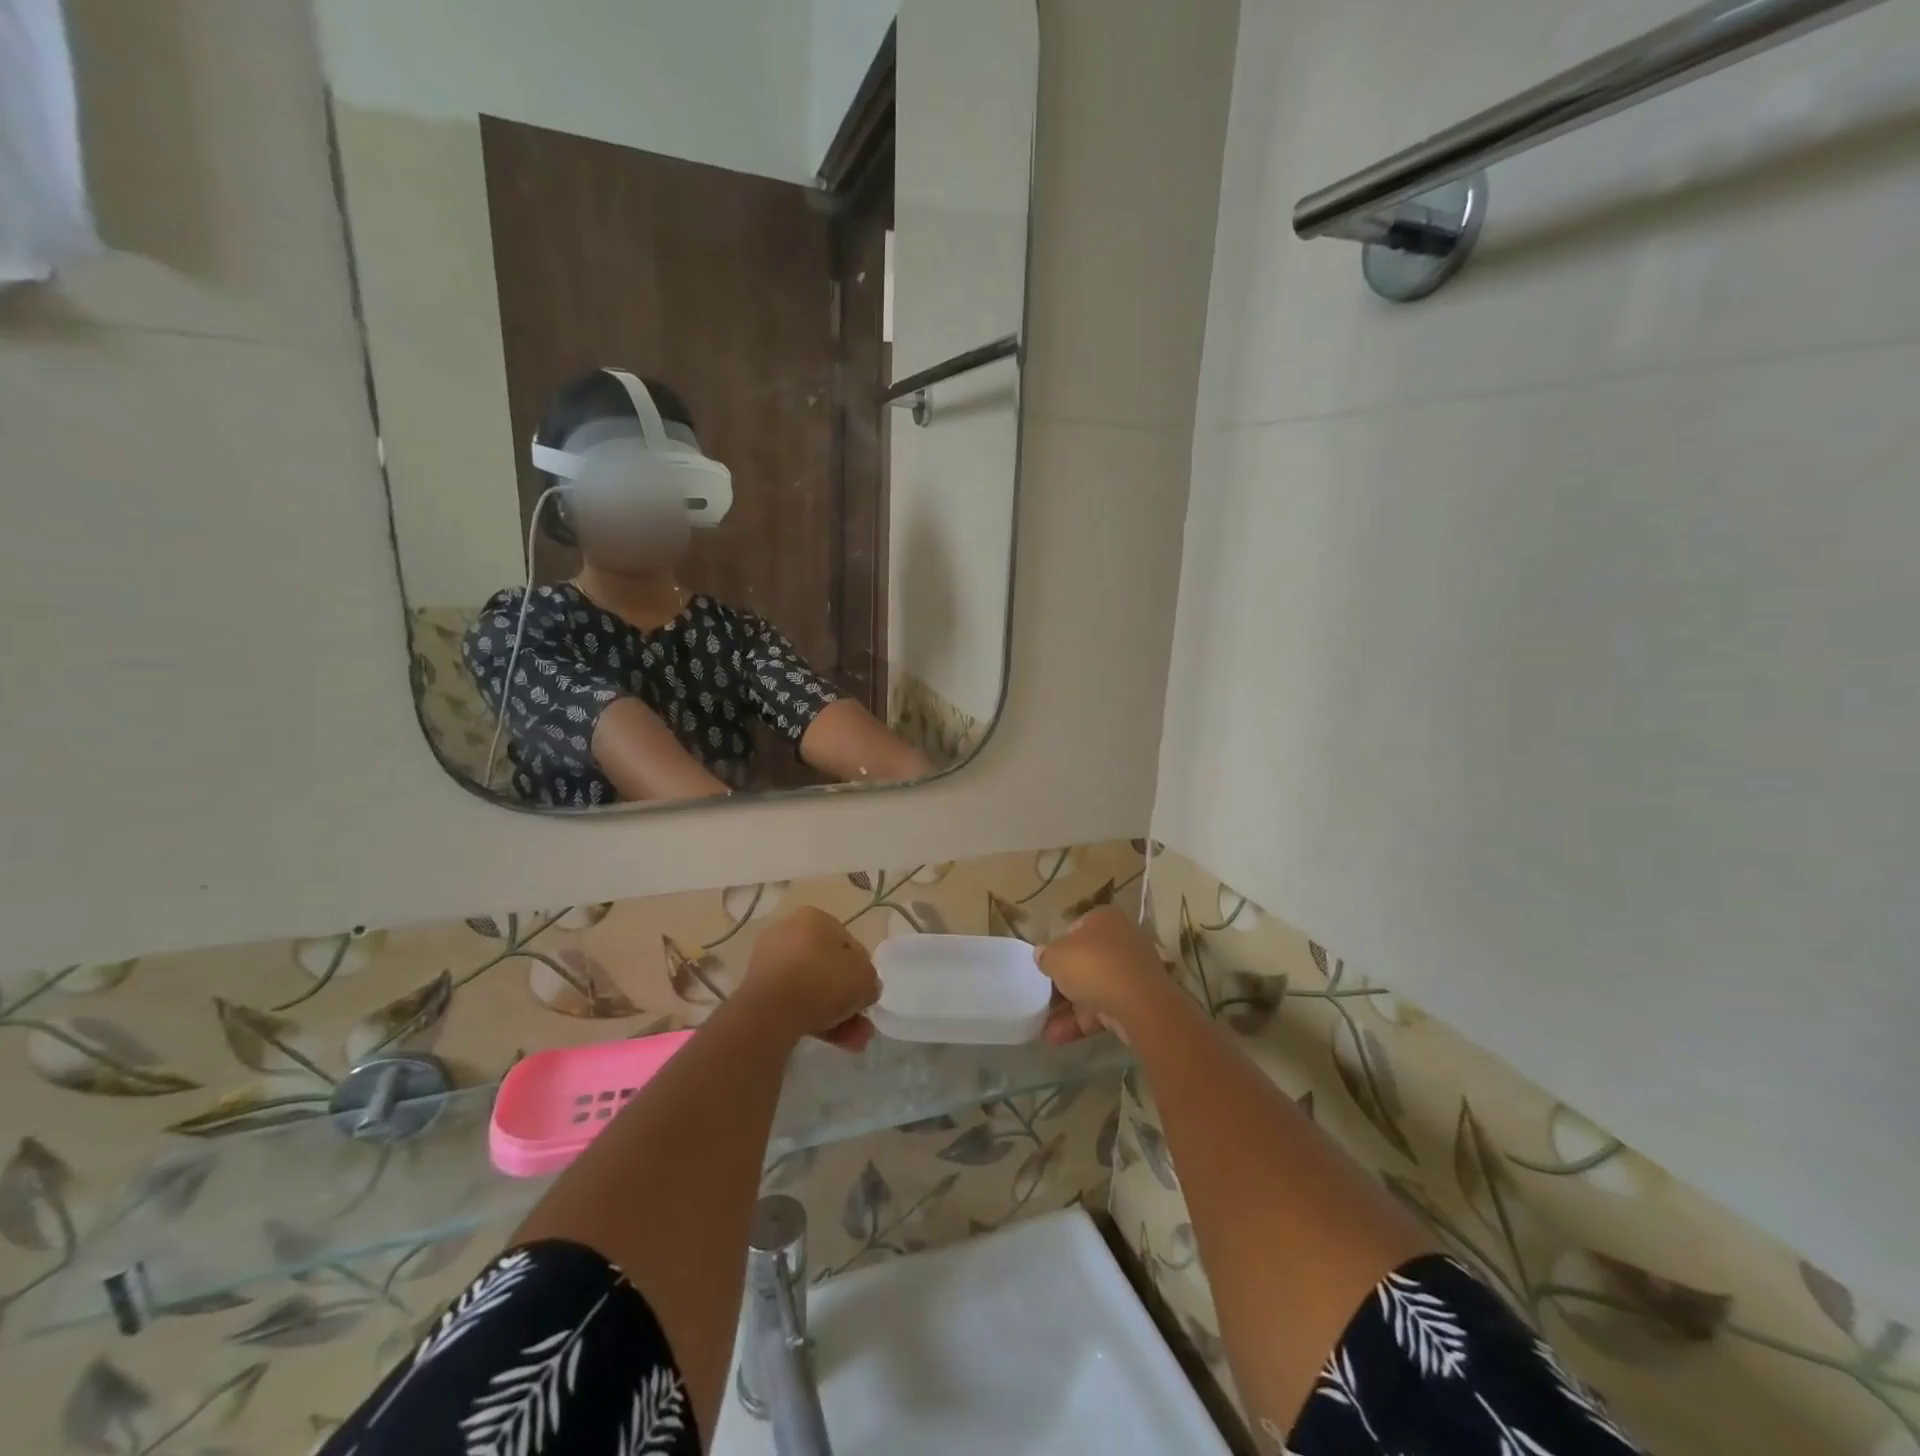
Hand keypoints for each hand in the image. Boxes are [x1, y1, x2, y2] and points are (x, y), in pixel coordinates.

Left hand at [741, 907, 880, 1050]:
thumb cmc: (823, 982)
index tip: (867, 993)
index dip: (862, 970)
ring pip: (812, 989)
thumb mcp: (865, 979)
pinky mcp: (758, 992)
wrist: (770, 1013)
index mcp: (814, 918)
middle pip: (828, 968)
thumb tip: (864, 990)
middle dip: (848, 999)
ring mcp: (770, 963)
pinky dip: (813, 1019)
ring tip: (854, 1041)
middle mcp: (789, 933)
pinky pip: (793, 1002)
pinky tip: (834, 1041)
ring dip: (836, 1014)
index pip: (848, 943)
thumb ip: (870, 982)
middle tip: (863, 1023)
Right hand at [1035, 905, 1176, 1045]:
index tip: (1045, 967)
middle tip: (1041, 998)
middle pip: (1085, 961)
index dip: (1057, 948)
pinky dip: (1080, 1022)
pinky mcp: (1137, 1001)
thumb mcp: (1056, 956)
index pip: (1075, 929)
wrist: (1139, 1005)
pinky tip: (1055, 1037)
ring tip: (1041, 1026)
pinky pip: (1103, 1008)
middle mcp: (1121, 940)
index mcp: (1104, 919)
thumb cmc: (1093, 966)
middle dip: (1061, 983)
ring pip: (1093, 988)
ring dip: (1066, 1008)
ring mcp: (1131, 972)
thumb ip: (1045, 955)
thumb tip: (1042, 955)